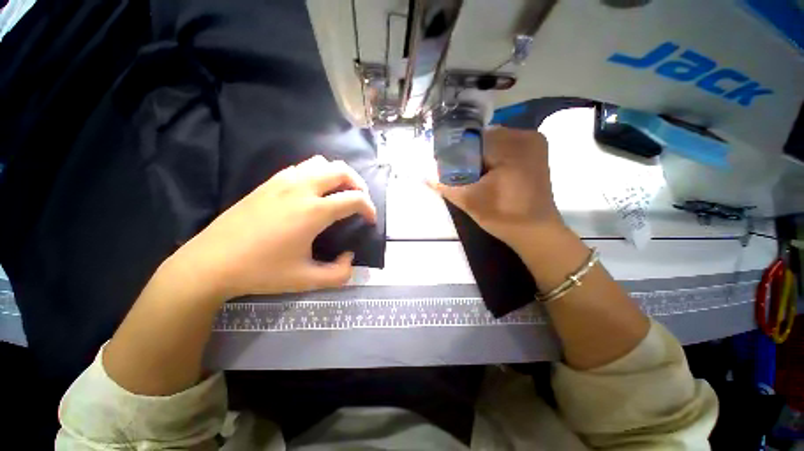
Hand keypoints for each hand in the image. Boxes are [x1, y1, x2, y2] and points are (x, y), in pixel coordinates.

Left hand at [171, 156, 376, 301]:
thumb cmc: (261, 271)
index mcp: (313, 211)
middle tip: (360, 201)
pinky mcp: (269, 182)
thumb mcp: (307, 280)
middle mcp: (302, 189)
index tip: (370, 220)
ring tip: (340, 193)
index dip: (369, 208)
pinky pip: (302, 167)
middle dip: (358, 184)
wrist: (211, 262)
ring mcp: (283, 181)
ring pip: (321, 163)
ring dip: (338, 175)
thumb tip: (349, 257)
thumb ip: (339, 273)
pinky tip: (314, 191)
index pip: (355, 199)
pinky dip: (318, 174)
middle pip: (341, 171)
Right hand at [430, 128, 564, 250]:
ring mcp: (534, 143)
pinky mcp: (536, 153)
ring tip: (472, 175)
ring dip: (479, 157)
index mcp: (512, 144)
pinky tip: (487, 174)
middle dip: (468, 155)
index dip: (455, 152)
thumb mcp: (469, 200)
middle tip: (458, 173)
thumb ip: (445, 185)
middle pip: (483, 139)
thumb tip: (425, 174)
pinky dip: (492, 158)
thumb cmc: (503, 216)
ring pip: (494, 143)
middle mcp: (526, 136)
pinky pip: (505, 148)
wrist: (535, 232)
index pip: (472, 138)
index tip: (446, 167)